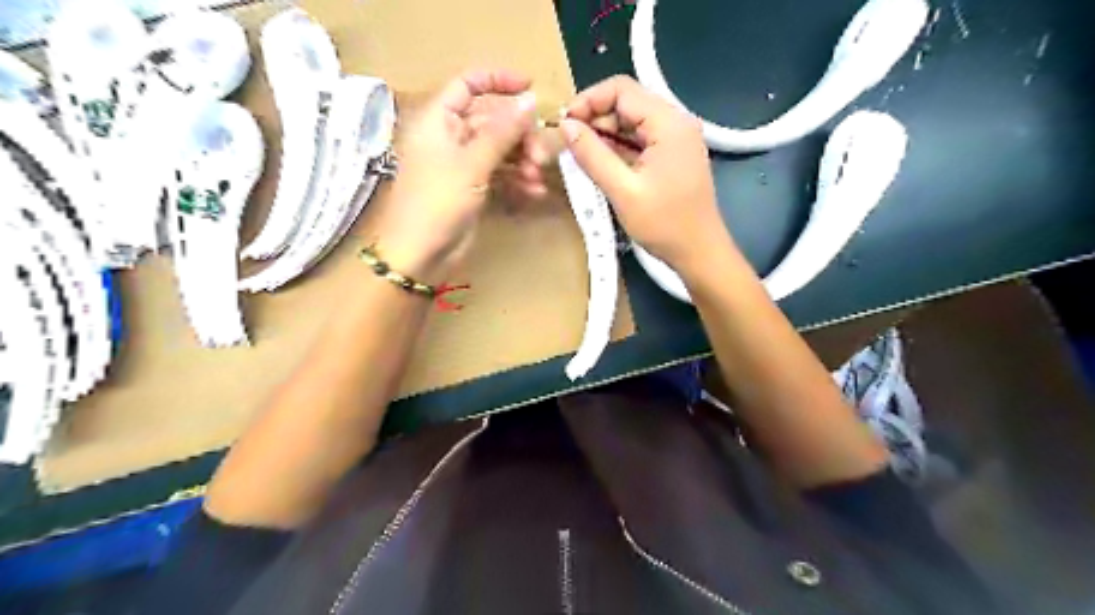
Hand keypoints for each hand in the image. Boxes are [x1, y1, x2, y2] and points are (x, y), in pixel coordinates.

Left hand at [367, 69, 538, 280]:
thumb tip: (530, 100)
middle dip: (520, 135)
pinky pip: (500, 173)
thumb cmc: (437, 202)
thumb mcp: (472, 163)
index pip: (468, 84)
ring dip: (523, 160)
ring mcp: (462, 164)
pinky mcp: (472, 188)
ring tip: (538, 178)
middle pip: (492, 121)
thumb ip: (503, 131)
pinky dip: (517, 180)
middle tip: (541, 156)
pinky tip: (533, 192)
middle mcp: (451, 137)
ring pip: (500, 149)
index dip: (499, 81)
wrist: (419, 255)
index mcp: (439, 120)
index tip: (532, 88)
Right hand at [565, 75, 735, 280]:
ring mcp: (678, 138)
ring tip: (582, 155)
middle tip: (570, 143)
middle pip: (628, 102)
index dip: (588, 100)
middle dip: (595, 117)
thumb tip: (566, 126)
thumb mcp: (622, 190)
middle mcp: (677, 121)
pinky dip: (620, 147)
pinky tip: (603, 163)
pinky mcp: (675, 155)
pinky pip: (642, 139)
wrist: (700, 252)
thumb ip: (592, 155)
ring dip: (606, 133)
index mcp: (669, 122)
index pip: (621, 89)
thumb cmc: (664, 224)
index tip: (565, 124)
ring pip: (633, 121)